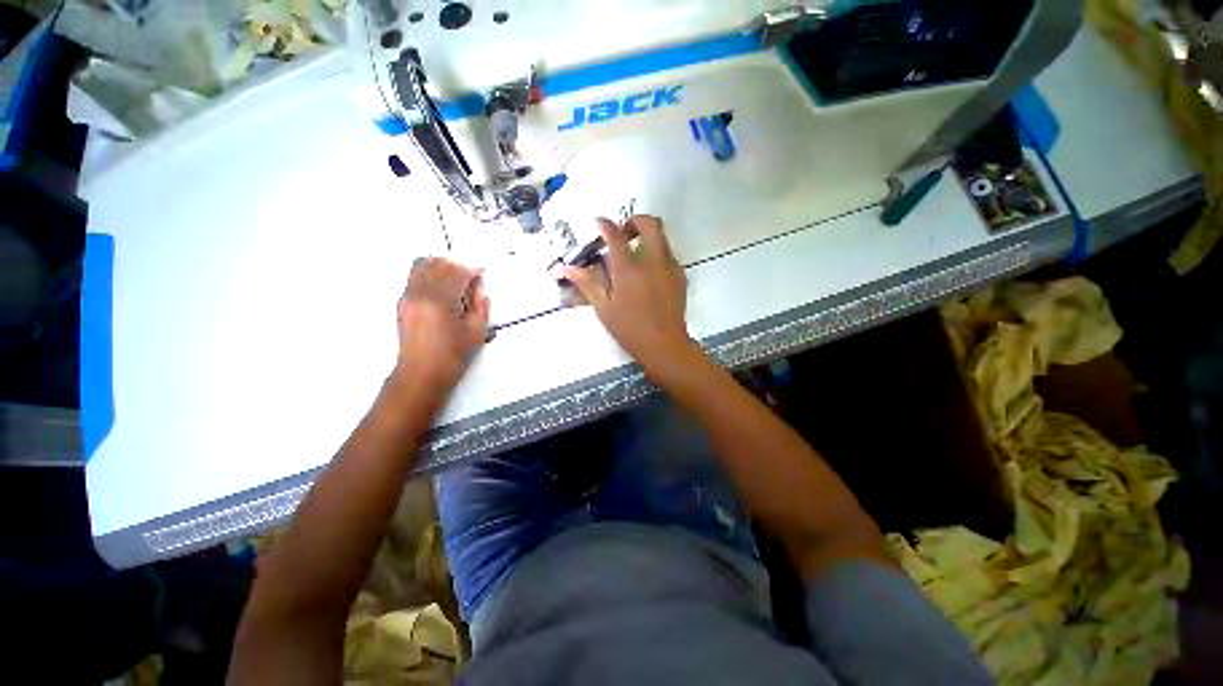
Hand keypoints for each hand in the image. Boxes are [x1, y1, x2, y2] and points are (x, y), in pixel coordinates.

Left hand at [394, 257, 489, 394]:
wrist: (422, 373)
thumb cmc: (452, 355)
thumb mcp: (476, 331)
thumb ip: (480, 304)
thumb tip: (478, 286)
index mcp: (441, 301)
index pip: (457, 272)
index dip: (472, 268)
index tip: (481, 271)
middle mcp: (420, 293)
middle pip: (438, 264)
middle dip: (457, 265)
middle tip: (470, 274)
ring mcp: (408, 297)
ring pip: (422, 266)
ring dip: (441, 266)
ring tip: (455, 277)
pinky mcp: (403, 302)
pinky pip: (414, 277)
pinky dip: (429, 274)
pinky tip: (441, 286)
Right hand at [560, 215, 695, 372]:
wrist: (665, 345)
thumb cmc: (630, 329)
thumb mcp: (604, 308)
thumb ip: (587, 283)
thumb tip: (565, 267)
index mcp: (629, 269)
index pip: (615, 234)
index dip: (604, 225)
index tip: (598, 224)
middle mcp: (652, 261)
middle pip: (649, 223)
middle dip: (634, 221)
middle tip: (623, 235)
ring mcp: (670, 267)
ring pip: (661, 236)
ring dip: (646, 237)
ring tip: (634, 256)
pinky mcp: (680, 276)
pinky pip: (668, 254)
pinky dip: (656, 254)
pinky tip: (647, 275)